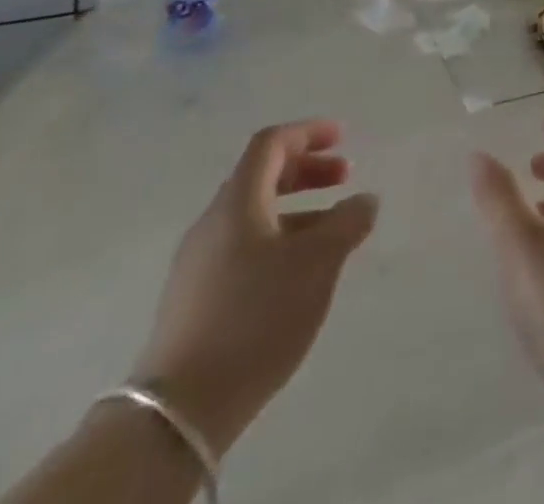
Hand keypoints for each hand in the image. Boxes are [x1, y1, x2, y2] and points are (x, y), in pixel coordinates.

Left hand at [134, 120, 377, 456]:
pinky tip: (299, 274)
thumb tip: (365, 200)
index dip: (308, 133)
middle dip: (306, 171)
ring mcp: (198, 265)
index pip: (270, 144)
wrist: (179, 411)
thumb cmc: (256, 316)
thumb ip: (348, 222)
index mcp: (237, 202)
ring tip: (332, 232)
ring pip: (254, 217)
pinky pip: (243, 250)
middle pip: (261, 177)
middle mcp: (213, 224)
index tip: (342, 137)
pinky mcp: (194, 301)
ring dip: (297, 210)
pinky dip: (278, 241)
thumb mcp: (318, 263)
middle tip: (345, 177)